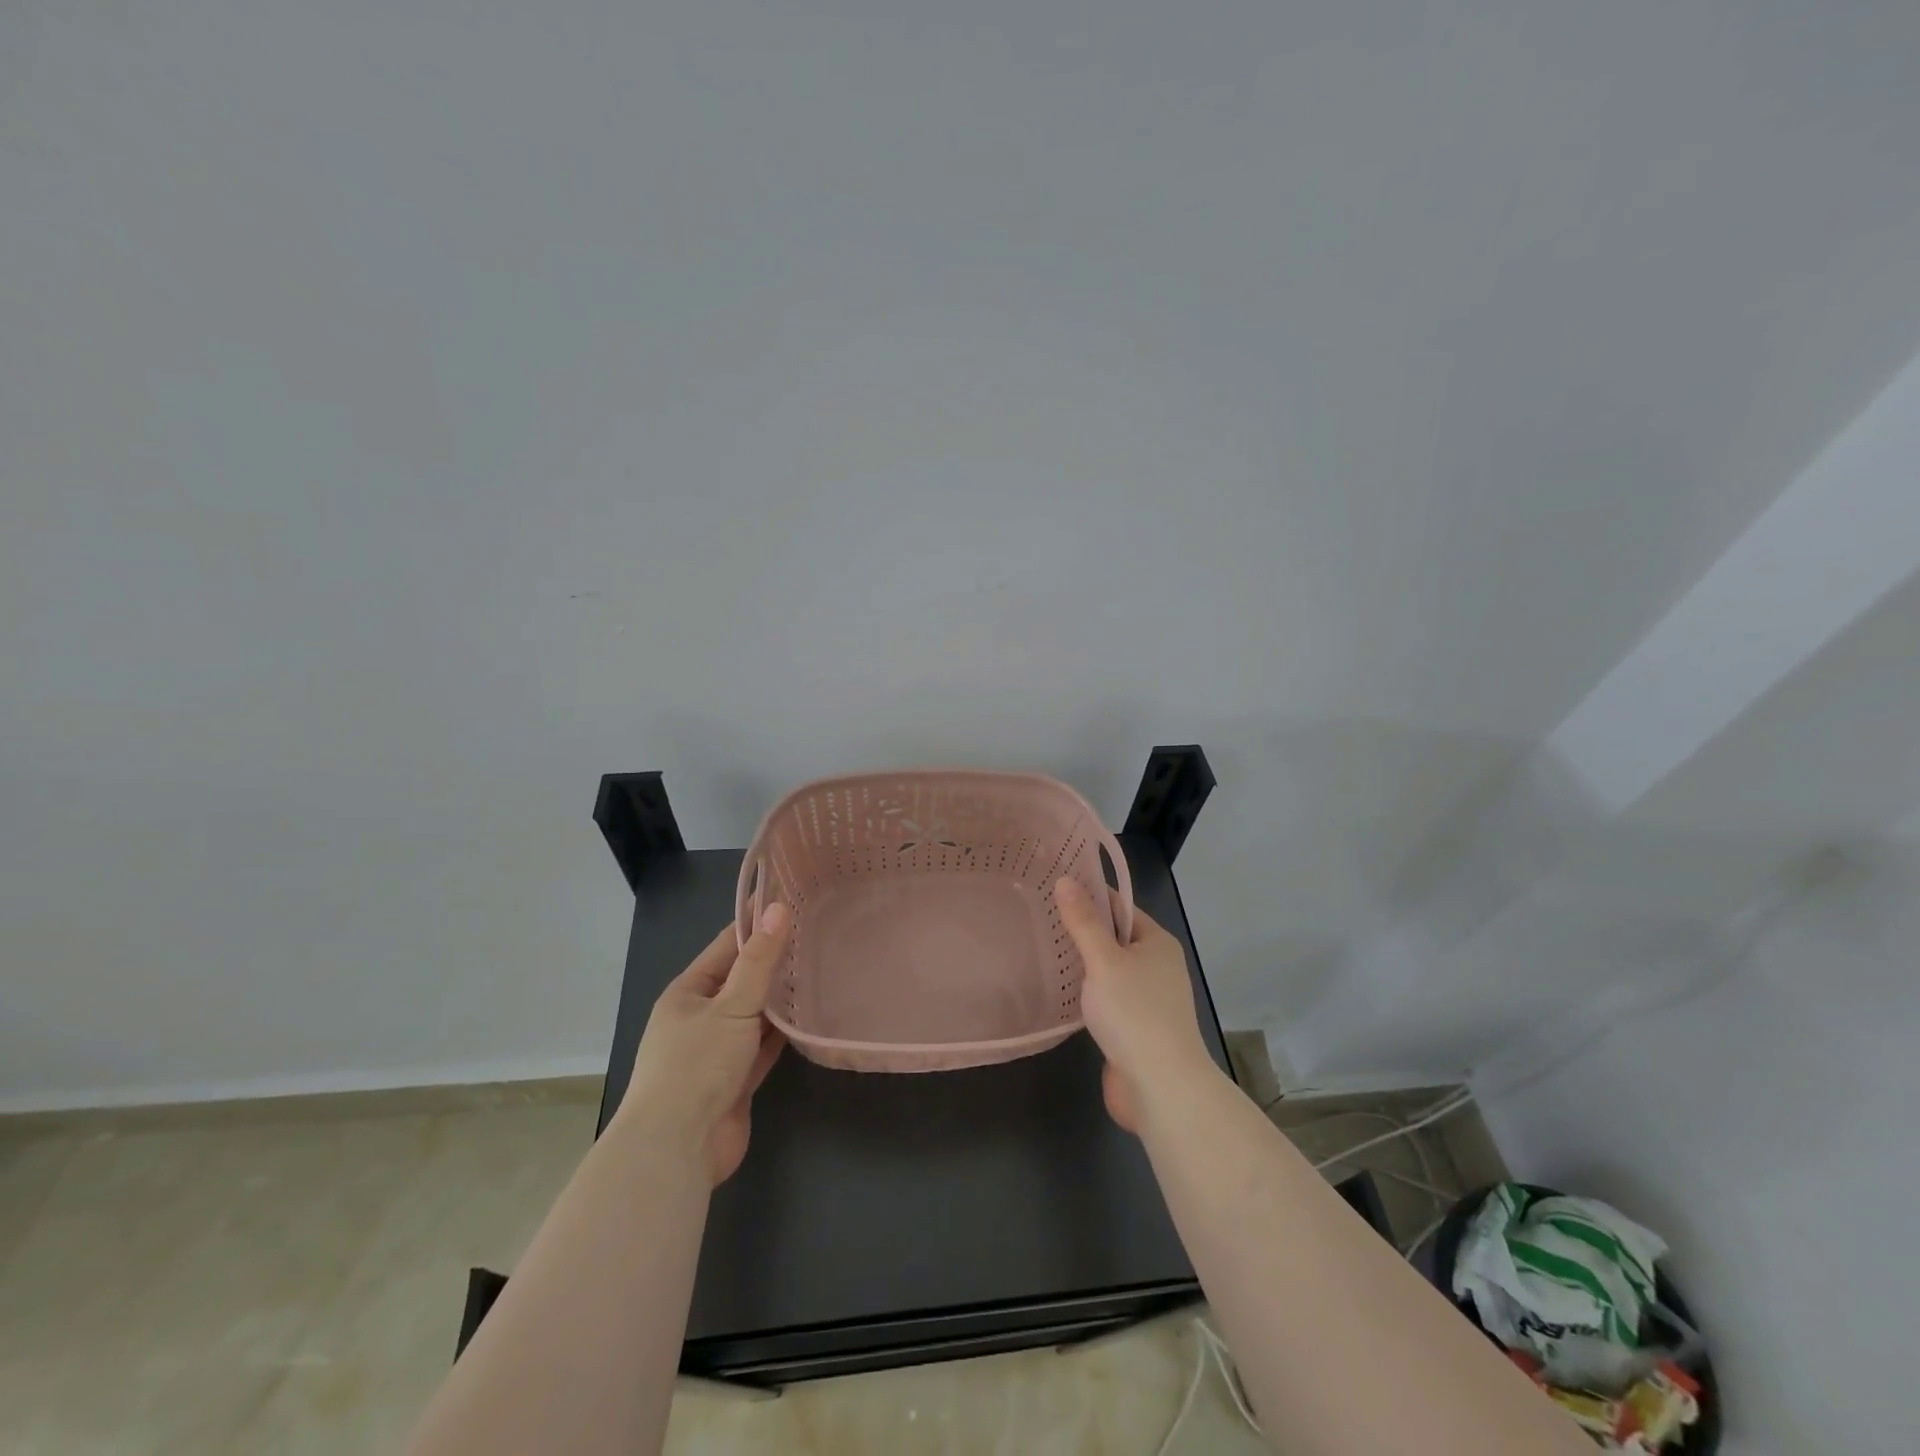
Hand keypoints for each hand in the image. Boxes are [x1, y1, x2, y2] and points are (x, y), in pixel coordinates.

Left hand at [618, 905, 789, 1185]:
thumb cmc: (696, 1066)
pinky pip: (763, 1047)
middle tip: (817, 934)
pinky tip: (809, 1017)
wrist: (676, 1150)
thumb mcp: (731, 1006)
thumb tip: (778, 908)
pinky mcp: (736, 1080)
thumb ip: (759, 961)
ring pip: (755, 1015)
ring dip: (780, 999)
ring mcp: (718, 1051)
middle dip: (774, 961)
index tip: (791, 900)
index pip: (727, 946)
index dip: (757, 923)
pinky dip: (783, 1033)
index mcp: (688, 993)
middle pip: (743, 980)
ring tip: (820, 968)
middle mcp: (701, 1017)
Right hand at [1056, 878, 1213, 1133]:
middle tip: (1039, 916)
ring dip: (1082, 965)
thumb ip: (1083, 921)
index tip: (1055, 886)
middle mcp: (1157, 967)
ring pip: (1109, 972)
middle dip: (1082, 930)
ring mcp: (1147, 1000)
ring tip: (1041, 948)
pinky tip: (1059, 991)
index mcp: (1158, 943)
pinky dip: (1086, 994)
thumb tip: (1066, 879)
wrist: (1160, 1087)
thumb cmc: (1135, 1012)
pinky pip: (1106, 1000)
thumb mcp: (1104, 960)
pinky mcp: (1134, 1029)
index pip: (1121, 908)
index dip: (1091, 896)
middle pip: (1115, 939)